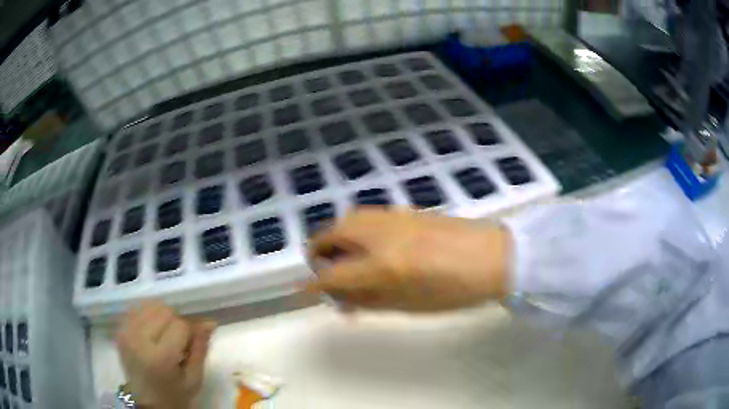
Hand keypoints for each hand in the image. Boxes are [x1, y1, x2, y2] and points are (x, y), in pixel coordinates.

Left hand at [116, 300, 215, 408]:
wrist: (147, 401)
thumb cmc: (174, 393)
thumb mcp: (194, 378)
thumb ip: (200, 349)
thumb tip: (209, 323)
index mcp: (160, 357)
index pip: (180, 325)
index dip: (191, 331)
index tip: (193, 342)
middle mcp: (138, 340)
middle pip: (164, 310)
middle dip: (176, 321)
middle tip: (178, 340)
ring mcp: (126, 332)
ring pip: (150, 304)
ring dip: (162, 316)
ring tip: (164, 333)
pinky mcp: (119, 329)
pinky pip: (137, 308)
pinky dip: (148, 314)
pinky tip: (152, 330)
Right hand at [307, 209, 510, 311]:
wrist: (492, 257)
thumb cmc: (453, 291)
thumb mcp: (408, 305)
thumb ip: (368, 300)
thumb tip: (340, 299)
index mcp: (380, 265)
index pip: (330, 274)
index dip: (314, 285)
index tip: (306, 291)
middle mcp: (378, 234)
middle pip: (329, 235)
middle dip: (318, 254)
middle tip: (328, 275)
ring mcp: (391, 217)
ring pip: (346, 221)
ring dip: (336, 240)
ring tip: (346, 260)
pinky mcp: (404, 210)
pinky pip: (366, 218)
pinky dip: (355, 232)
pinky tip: (371, 247)